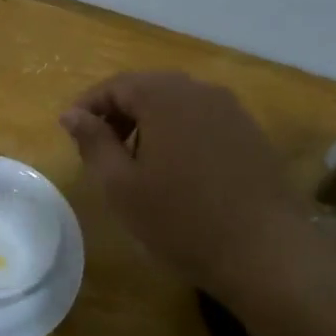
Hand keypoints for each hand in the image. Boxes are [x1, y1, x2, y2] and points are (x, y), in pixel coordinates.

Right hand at [61, 72, 307, 292]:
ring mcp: (230, 110)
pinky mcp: (250, 132)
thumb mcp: (121, 186)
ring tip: (136, 162)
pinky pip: (202, 119)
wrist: (264, 250)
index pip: (115, 85)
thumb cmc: (180, 219)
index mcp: (164, 96)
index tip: (70, 132)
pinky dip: (179, 132)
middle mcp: (199, 91)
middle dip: (119, 112)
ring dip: (149, 122)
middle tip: (100, 148)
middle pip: (148, 88)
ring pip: (177, 103)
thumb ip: (93, 142)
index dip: (88, 105)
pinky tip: (177, 169)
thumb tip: (72, 114)